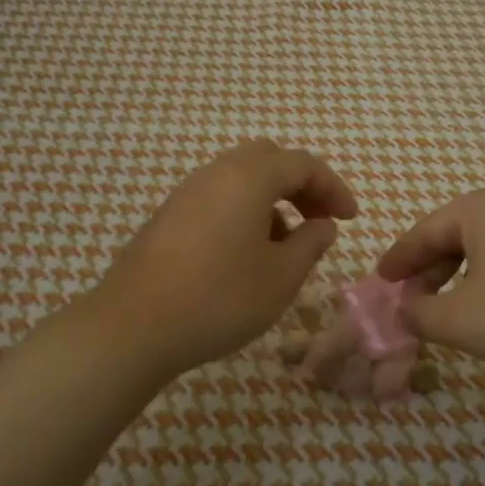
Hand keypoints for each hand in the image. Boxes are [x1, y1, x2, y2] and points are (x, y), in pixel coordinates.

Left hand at [92, 140, 357, 378]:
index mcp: (249, 177)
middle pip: (269, 159)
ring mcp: (186, 193)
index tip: (350, 219)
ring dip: (271, 201)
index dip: (334, 188)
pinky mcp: (167, 217)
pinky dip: (243, 212)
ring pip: (240, 179)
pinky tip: (244, 255)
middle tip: (318, 221)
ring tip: (283, 246)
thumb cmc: (220, 298)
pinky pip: (217, 198)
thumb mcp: (281, 277)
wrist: (134, 326)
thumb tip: (322, 225)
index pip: (303, 164)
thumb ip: (310, 244)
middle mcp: (216, 173)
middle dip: (301, 186)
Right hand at [376, 183, 484, 383]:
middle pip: (456, 234)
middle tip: (414, 302)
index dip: (399, 260)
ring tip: (454, 307)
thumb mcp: (463, 322)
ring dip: (463, 274)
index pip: (424, 231)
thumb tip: (404, 310)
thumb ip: (420, 314)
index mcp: (482, 207)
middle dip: (431, 270)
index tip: (381, 280)